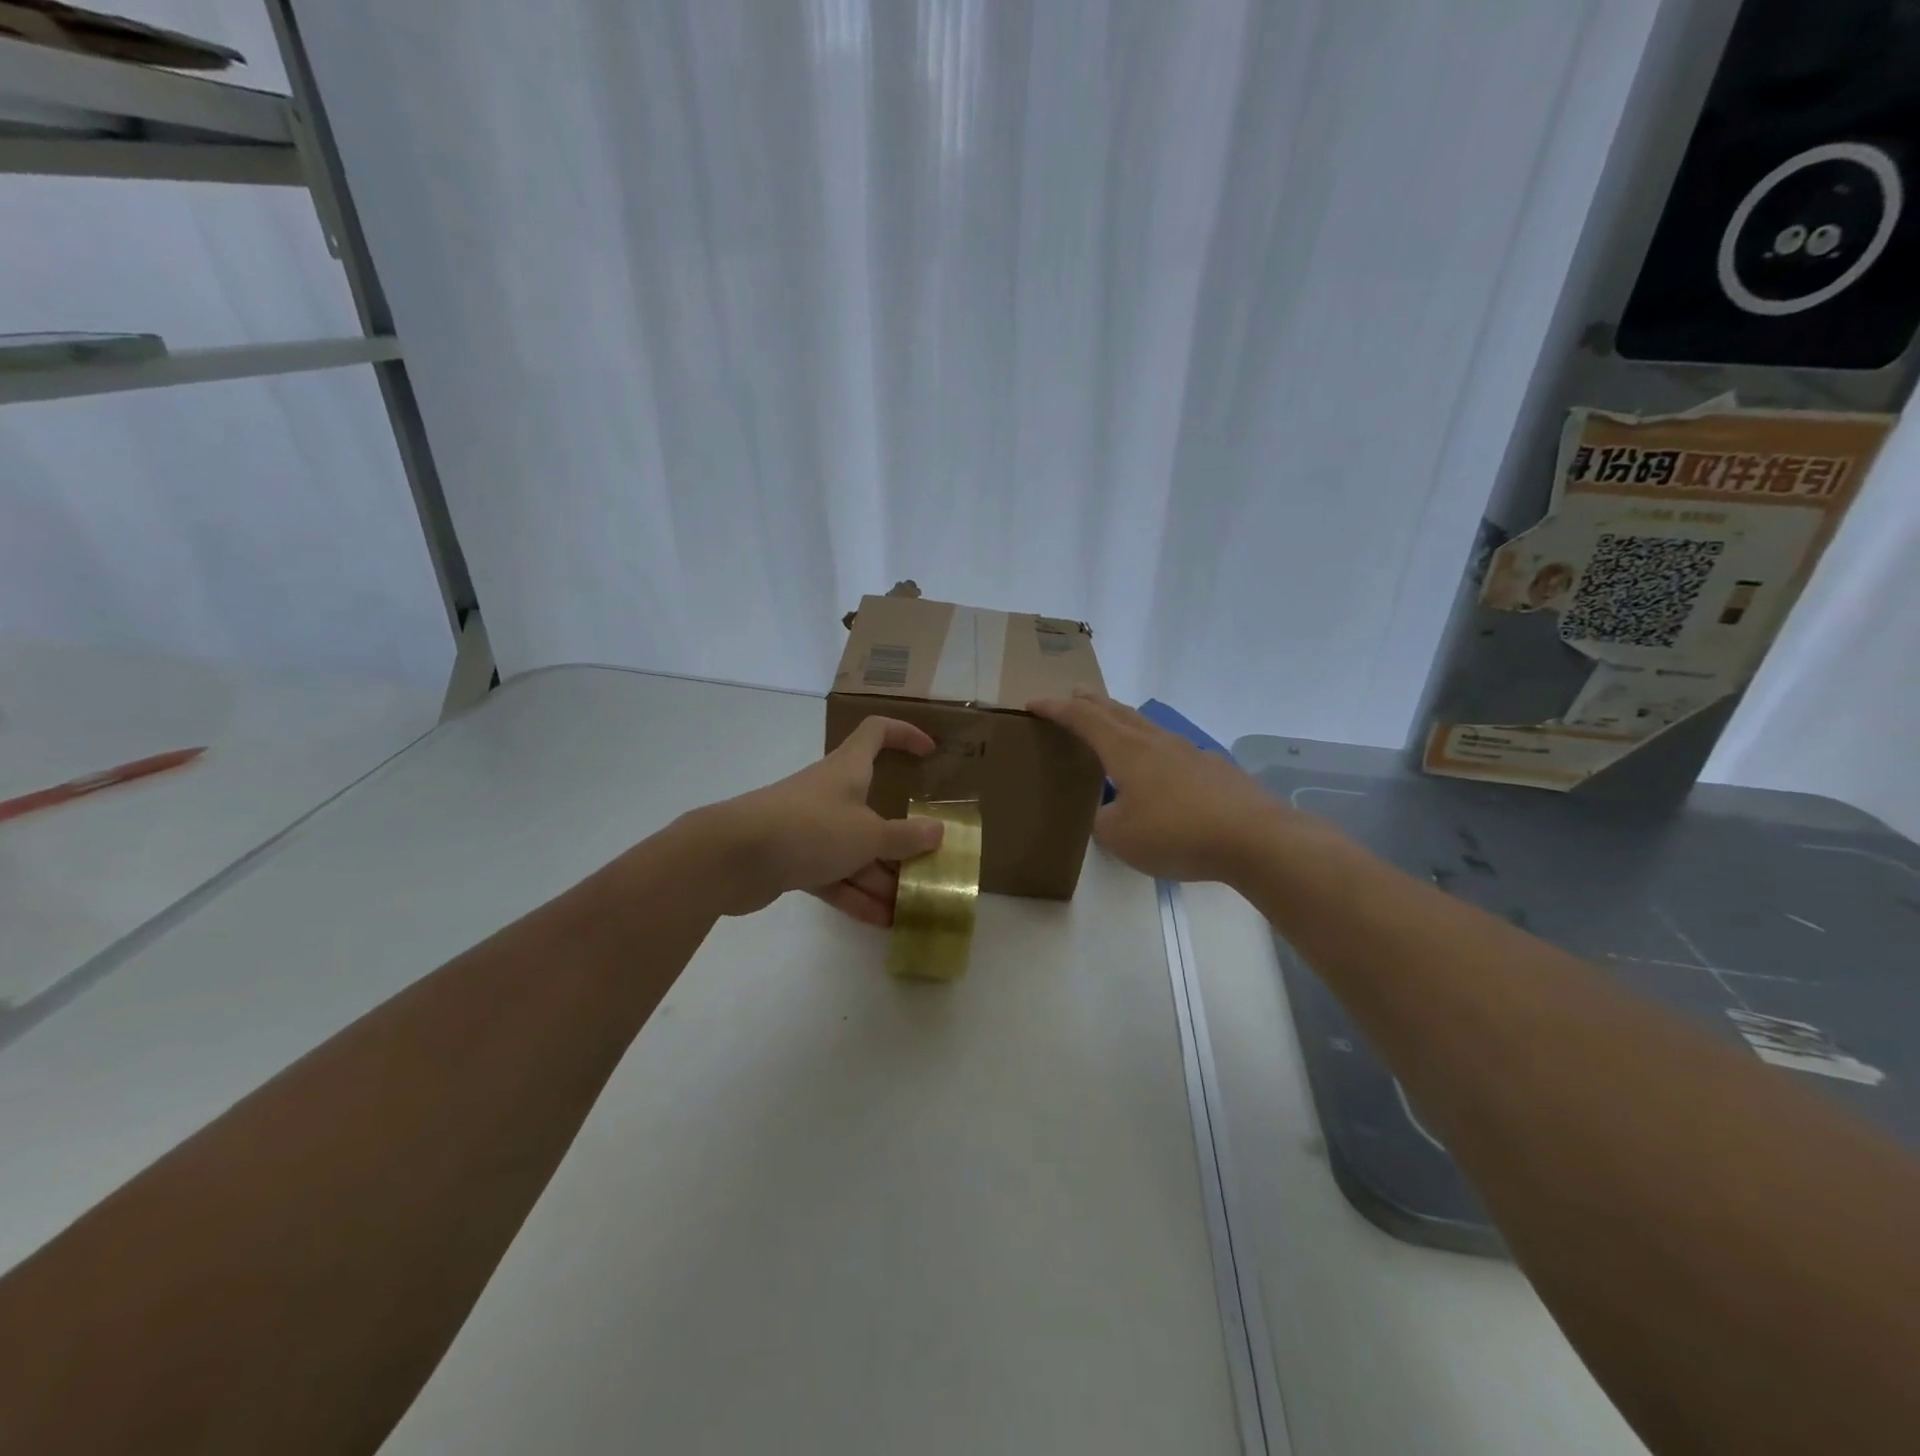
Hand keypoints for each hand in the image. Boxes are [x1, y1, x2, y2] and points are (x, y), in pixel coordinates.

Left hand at [689, 716, 944, 925]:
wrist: (732, 857)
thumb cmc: (809, 828)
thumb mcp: (867, 834)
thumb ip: (904, 836)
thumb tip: (937, 831)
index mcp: (848, 769)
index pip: (877, 733)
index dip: (905, 734)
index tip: (930, 752)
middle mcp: (830, 793)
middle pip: (873, 807)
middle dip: (901, 837)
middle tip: (927, 862)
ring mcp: (809, 828)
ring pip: (854, 849)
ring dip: (881, 877)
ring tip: (910, 907)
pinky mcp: (792, 859)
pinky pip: (832, 875)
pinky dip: (855, 895)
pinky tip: (880, 921)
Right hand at [1027, 691, 1288, 883]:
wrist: (1254, 838)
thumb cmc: (1176, 833)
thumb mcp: (1120, 837)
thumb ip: (1102, 822)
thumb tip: (1107, 813)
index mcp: (1126, 751)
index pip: (1082, 719)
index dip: (1055, 709)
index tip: (1033, 703)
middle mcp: (1156, 742)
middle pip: (1116, 712)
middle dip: (1091, 702)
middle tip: (1075, 694)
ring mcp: (1189, 752)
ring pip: (1147, 727)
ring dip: (1124, 721)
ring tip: (1114, 726)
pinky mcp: (1214, 770)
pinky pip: (1173, 751)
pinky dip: (1154, 750)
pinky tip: (1161, 769)